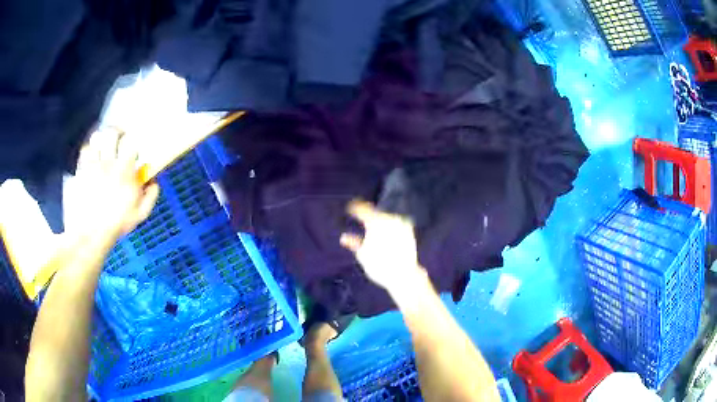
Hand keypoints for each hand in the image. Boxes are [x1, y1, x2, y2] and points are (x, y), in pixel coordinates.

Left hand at [65, 128, 158, 242]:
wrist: (91, 234)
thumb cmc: (117, 224)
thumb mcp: (140, 215)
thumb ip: (150, 196)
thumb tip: (154, 181)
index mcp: (124, 171)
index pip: (130, 144)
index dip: (132, 144)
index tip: (132, 151)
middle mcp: (108, 162)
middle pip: (111, 133)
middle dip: (115, 132)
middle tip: (117, 137)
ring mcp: (92, 165)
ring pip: (95, 139)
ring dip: (99, 140)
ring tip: (101, 145)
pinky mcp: (81, 171)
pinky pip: (83, 152)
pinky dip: (87, 151)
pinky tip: (89, 156)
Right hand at [340, 200, 423, 292]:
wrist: (404, 275)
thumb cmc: (379, 266)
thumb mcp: (363, 256)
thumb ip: (354, 243)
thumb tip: (344, 238)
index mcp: (375, 222)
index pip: (362, 210)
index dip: (354, 208)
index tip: (350, 208)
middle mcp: (389, 219)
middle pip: (376, 214)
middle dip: (369, 217)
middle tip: (362, 218)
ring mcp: (400, 223)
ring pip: (386, 218)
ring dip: (380, 221)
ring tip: (375, 229)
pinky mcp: (409, 230)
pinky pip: (397, 224)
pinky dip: (391, 227)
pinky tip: (388, 234)